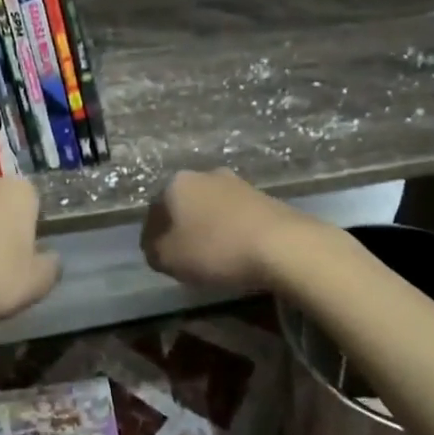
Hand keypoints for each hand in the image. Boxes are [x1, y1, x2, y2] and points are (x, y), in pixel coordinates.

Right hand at [140, 170, 327, 294]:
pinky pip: (234, 215)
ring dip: (207, 227)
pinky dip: (229, 231)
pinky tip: (235, 251)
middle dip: (180, 227)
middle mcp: (204, 175)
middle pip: (183, 204)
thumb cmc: (216, 249)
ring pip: (210, 207)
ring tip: (210, 256)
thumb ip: (153, 251)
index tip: (157, 257)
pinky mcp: (262, 196)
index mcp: (176, 184)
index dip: (151, 236)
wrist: (282, 244)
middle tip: (182, 256)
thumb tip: (154, 247)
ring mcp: (236, 183)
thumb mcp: (169, 259)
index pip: (153, 210)